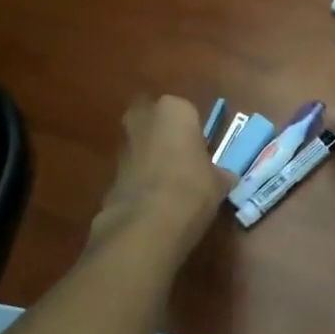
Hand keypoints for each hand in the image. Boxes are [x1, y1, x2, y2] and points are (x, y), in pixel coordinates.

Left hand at [88, 96, 235, 256]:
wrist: (147, 223)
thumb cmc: (192, 189)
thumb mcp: (218, 183)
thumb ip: (219, 174)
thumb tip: (224, 178)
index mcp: (175, 110)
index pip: (187, 113)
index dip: (194, 134)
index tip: (202, 154)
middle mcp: (144, 118)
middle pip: (153, 119)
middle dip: (163, 134)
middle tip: (181, 158)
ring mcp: (123, 144)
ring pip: (139, 143)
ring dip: (150, 156)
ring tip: (170, 184)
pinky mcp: (110, 171)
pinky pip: (131, 168)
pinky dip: (139, 178)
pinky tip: (154, 200)